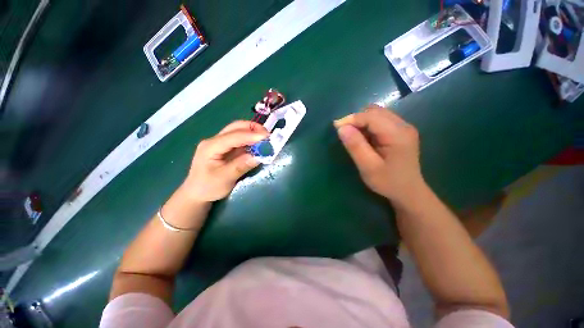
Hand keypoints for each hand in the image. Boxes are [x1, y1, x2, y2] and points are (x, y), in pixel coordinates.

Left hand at [182, 121, 268, 201]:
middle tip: (268, 136)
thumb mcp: (224, 178)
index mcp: (211, 146)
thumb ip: (241, 166)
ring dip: (254, 133)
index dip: (251, 135)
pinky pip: (241, 140)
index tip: (267, 137)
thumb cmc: (208, 187)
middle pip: (236, 127)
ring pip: (239, 131)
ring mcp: (221, 143)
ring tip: (266, 139)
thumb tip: (259, 156)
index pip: (233, 136)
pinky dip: (252, 140)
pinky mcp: (227, 148)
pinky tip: (259, 144)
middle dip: (253, 128)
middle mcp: (215, 140)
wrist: (197, 193)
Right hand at [334, 105, 424, 205]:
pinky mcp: (400, 132)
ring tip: (354, 137)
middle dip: (356, 119)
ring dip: (362, 122)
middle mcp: (403, 126)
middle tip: (345, 133)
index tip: (336, 127)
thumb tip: (341, 128)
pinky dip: (368, 126)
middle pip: (375, 111)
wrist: (408, 192)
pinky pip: (380, 121)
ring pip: (377, 114)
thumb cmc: (388, 182)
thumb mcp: (368, 167)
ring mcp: (403, 127)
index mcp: (398, 134)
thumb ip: (356, 146)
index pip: (371, 116)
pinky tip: (364, 139)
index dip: (352, 119)